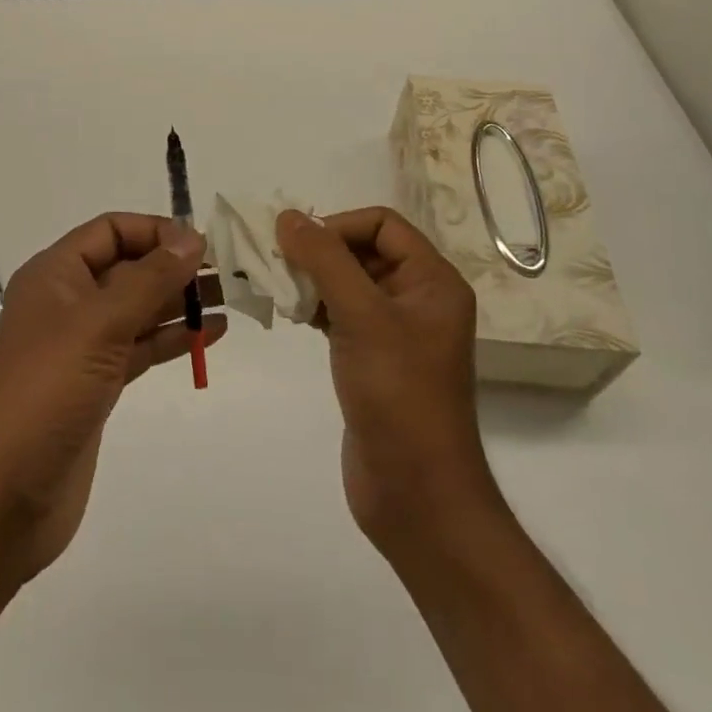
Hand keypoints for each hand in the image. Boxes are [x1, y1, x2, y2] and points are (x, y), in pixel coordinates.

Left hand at [0, 213, 222, 583]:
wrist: (3, 499)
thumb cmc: (46, 393)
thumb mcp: (99, 325)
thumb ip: (149, 279)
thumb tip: (191, 237)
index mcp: (54, 275)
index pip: (110, 231)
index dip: (154, 231)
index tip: (200, 245)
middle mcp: (67, 302)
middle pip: (127, 267)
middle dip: (173, 266)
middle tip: (227, 273)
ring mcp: (81, 346)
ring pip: (137, 309)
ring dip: (179, 302)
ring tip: (229, 299)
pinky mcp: (96, 385)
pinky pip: (139, 347)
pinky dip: (171, 339)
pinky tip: (209, 335)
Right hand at [276, 207, 502, 557]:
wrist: (416, 495)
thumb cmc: (397, 394)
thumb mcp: (361, 317)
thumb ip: (324, 260)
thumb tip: (288, 216)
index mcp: (433, 281)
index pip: (382, 224)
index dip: (339, 225)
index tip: (299, 246)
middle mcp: (418, 298)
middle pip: (364, 249)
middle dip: (320, 251)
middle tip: (278, 264)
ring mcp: (396, 331)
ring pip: (348, 281)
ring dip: (312, 278)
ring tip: (278, 289)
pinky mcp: (374, 358)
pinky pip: (342, 313)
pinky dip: (315, 306)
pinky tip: (290, 314)